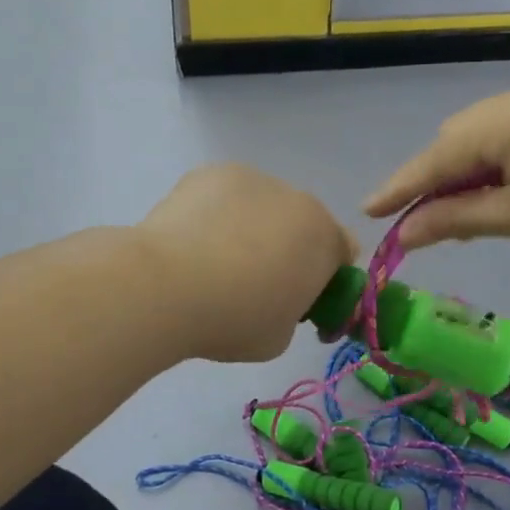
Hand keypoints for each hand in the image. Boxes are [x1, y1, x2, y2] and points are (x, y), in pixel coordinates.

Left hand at [138, 165, 355, 362]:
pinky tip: (191, 240)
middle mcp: (297, 199)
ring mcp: (253, 179)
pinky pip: (226, 195)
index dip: (325, 277)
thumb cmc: (233, 319)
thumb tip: (279, 298)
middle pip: (302, 224)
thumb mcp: (280, 337)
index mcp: (324, 238)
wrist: (166, 285)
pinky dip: (216, 212)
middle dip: (287, 248)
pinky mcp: (211, 172)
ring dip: (251, 227)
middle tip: (251, 283)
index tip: (298, 299)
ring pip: (263, 205)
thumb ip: (293, 312)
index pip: (343, 251)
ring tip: (212, 260)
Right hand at [363, 78, 509, 281]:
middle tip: (418, 225)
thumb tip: (403, 234)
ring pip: (489, 137)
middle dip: (437, 180)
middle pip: (461, 138)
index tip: (367, 212)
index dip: (402, 185)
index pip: (440, 152)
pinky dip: (499, 166)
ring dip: (467, 174)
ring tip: (455, 216)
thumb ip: (455, 219)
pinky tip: (495, 194)